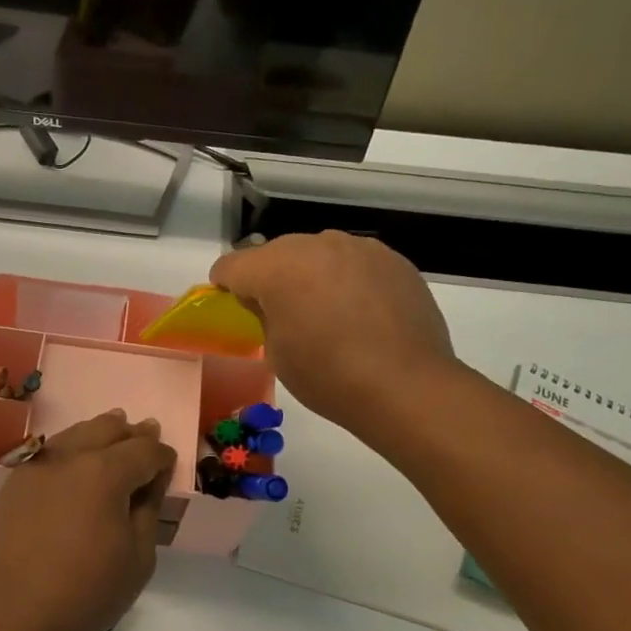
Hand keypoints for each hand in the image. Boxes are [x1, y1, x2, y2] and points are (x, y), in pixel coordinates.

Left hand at [0, 411, 176, 630]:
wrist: (14, 613)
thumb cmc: (87, 592)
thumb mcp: (139, 557)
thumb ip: (149, 508)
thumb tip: (151, 479)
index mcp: (106, 472)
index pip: (145, 450)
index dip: (162, 455)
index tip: (169, 463)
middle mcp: (70, 456)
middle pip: (108, 428)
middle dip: (131, 433)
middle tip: (145, 437)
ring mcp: (37, 465)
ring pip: (76, 433)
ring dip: (100, 434)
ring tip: (113, 441)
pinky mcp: (15, 481)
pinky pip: (50, 451)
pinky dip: (71, 449)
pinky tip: (76, 464)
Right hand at [209, 232, 455, 435]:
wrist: (405, 385)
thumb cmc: (327, 376)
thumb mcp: (276, 352)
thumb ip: (264, 314)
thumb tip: (270, 301)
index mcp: (277, 267)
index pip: (232, 264)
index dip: (225, 286)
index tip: (231, 306)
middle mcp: (316, 245)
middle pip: (276, 253)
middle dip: (270, 277)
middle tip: (280, 313)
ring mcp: (359, 248)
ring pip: (318, 253)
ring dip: (311, 275)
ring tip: (324, 312)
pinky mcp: (393, 260)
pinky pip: (354, 262)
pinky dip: (346, 280)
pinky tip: (359, 313)